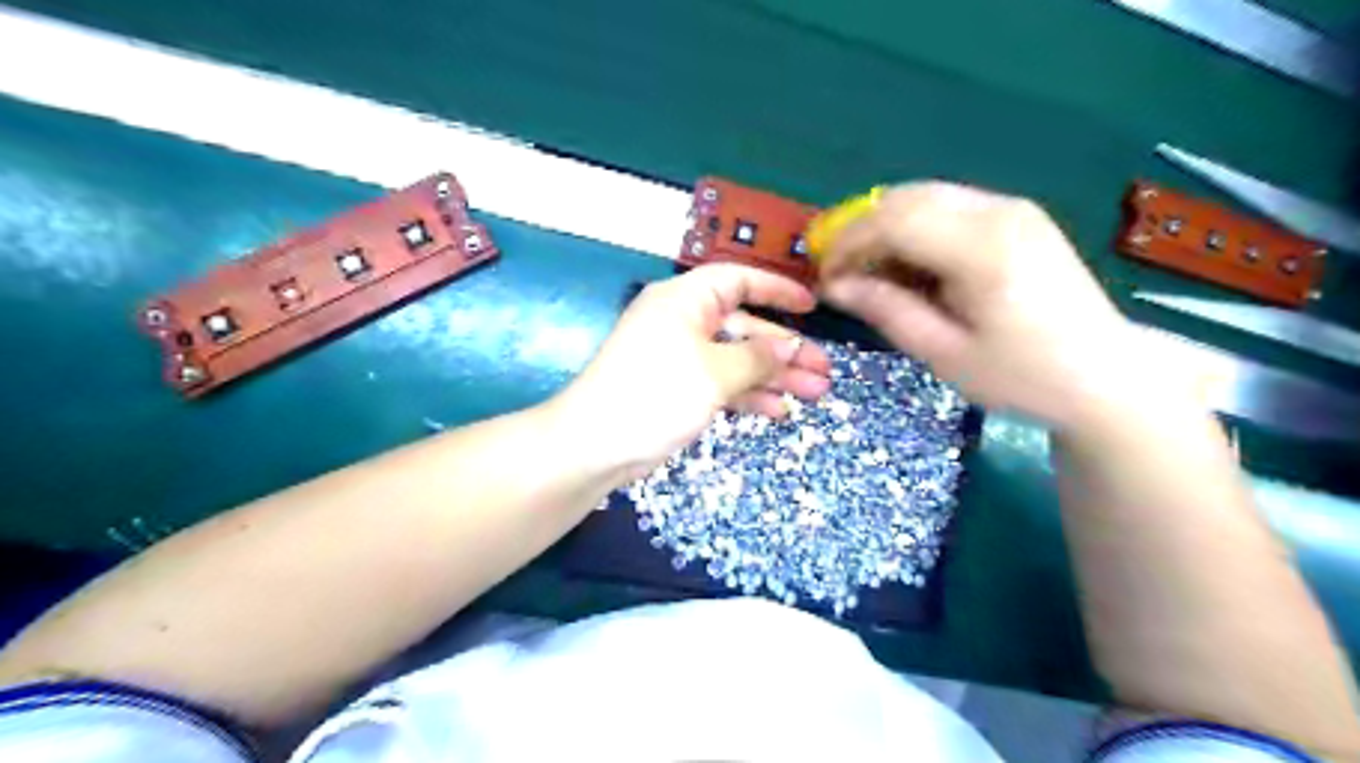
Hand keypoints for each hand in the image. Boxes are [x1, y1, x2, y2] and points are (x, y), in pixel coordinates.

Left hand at [548, 266, 829, 479]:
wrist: (595, 445)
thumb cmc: (656, 393)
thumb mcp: (714, 373)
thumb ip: (757, 358)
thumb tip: (792, 346)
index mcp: (685, 300)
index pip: (737, 281)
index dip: (776, 290)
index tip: (811, 306)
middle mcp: (683, 322)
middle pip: (744, 327)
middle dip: (784, 349)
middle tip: (824, 370)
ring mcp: (680, 358)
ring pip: (736, 359)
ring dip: (773, 376)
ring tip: (815, 394)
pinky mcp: (677, 389)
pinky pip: (721, 384)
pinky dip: (748, 395)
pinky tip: (778, 412)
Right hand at [818, 179, 1146, 428]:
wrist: (1105, 376)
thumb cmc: (1022, 376)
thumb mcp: (944, 353)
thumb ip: (887, 311)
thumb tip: (835, 286)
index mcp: (983, 248)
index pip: (893, 220)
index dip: (847, 243)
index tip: (825, 279)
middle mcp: (998, 211)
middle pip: (906, 197)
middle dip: (861, 230)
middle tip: (840, 274)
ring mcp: (1012, 208)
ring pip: (925, 196)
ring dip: (886, 228)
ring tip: (869, 273)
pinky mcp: (1018, 217)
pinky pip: (948, 207)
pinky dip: (915, 229)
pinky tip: (908, 265)